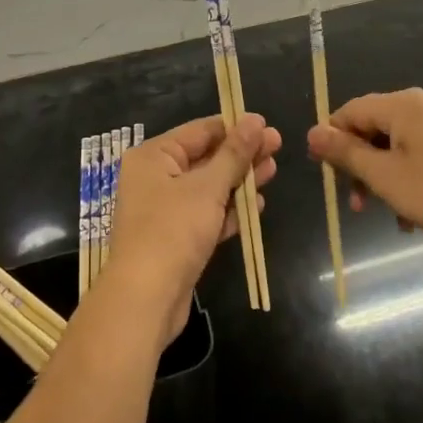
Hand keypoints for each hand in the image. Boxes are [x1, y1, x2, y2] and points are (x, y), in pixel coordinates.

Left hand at [105, 114, 278, 349]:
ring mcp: (165, 209)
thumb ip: (234, 154)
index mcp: (154, 156)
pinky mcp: (176, 238)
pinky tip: (256, 207)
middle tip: (278, 146)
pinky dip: (229, 209)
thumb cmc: (172, 231)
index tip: (267, 126)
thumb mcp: (207, 187)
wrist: (145, 300)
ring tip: (273, 171)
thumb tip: (255, 121)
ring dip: (240, 181)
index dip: (235, 127)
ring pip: (209, 186)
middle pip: (206, 157)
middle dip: (241, 154)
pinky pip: (206, 214)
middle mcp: (155, 177)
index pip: (200, 130)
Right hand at [307, 89, 422, 252]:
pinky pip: (414, 151)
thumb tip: (312, 133)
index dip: (331, 139)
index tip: (324, 173)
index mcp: (403, 104)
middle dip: (359, 164)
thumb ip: (345, 153)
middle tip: (355, 202)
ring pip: (392, 143)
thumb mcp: (383, 177)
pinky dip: (403, 176)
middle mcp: (421, 104)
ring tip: (381, 212)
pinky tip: (408, 213)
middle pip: (372, 126)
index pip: (350, 111)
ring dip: (380, 176)